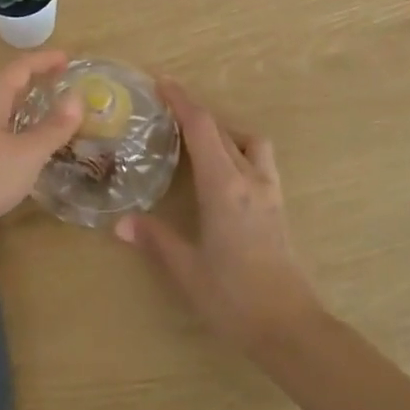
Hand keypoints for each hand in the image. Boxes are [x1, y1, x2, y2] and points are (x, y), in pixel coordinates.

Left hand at [0, 51, 83, 261]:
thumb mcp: (27, 153)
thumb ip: (54, 127)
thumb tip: (78, 98)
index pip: (22, 66)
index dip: (46, 60)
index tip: (70, 59)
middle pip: (8, 84)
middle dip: (36, 81)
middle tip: (65, 85)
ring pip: (0, 109)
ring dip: (25, 108)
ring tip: (52, 114)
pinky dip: (15, 131)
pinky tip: (28, 148)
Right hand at [115, 80, 322, 349]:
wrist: (290, 328)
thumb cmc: (234, 297)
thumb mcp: (186, 269)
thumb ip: (154, 239)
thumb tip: (120, 222)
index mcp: (224, 186)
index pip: (201, 128)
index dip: (181, 100)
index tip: (161, 81)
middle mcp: (249, 179)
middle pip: (222, 129)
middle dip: (194, 111)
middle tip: (165, 106)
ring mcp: (268, 192)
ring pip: (248, 141)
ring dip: (222, 129)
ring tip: (196, 139)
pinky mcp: (277, 207)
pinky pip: (257, 160)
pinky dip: (237, 149)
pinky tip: (221, 172)